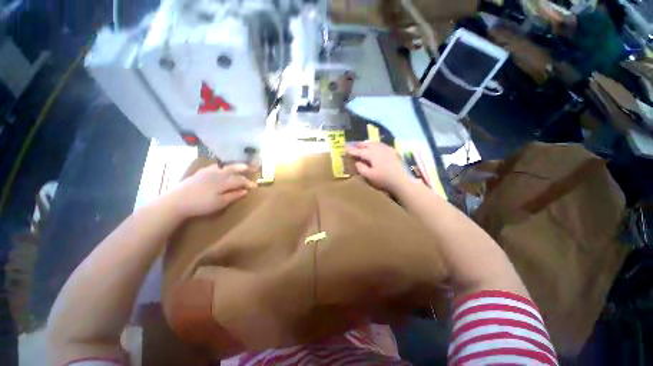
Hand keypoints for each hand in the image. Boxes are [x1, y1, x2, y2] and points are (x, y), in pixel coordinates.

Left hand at [165, 164, 255, 217]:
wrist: (177, 201)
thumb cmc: (201, 204)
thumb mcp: (220, 203)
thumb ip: (233, 196)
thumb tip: (245, 191)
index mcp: (224, 181)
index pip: (240, 180)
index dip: (248, 182)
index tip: (255, 186)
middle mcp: (218, 174)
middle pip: (233, 169)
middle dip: (243, 168)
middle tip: (250, 168)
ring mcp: (208, 172)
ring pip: (223, 167)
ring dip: (232, 167)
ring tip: (237, 167)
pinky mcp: (199, 173)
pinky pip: (213, 167)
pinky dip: (220, 167)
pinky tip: (219, 169)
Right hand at [347, 142, 412, 192]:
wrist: (401, 181)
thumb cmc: (383, 180)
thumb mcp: (369, 176)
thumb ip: (361, 168)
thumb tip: (357, 162)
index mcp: (372, 154)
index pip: (360, 151)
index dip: (352, 150)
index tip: (345, 148)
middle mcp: (379, 149)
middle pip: (367, 144)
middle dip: (359, 145)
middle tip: (352, 145)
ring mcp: (387, 149)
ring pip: (374, 143)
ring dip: (367, 144)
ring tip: (362, 145)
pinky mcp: (392, 151)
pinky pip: (381, 145)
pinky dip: (375, 145)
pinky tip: (374, 148)